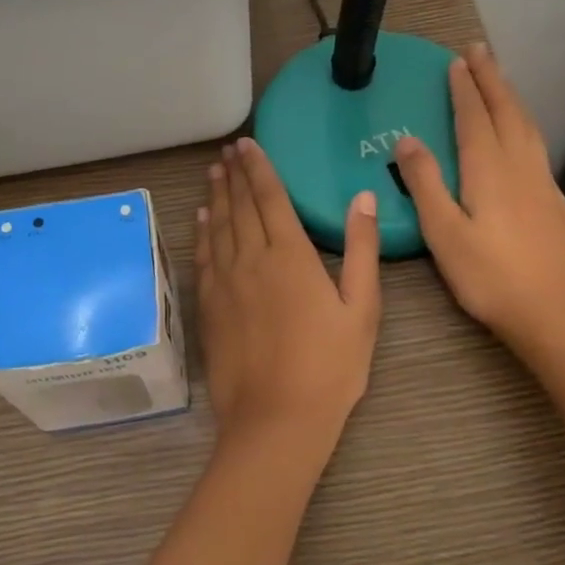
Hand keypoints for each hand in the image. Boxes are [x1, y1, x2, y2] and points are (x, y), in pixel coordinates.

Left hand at [196, 138, 381, 470]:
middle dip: (235, 174)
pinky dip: (202, 231)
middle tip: (228, 151)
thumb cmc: (329, 366)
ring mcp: (225, 282)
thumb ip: (361, 249)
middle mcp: (251, 258)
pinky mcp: (209, 305)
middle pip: (240, 205)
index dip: (259, 167)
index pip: (270, 197)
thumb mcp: (362, 308)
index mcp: (290, 255)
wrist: (276, 419)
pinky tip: (201, 218)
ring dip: (216, 196)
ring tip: (214, 172)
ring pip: (217, 226)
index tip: (247, 144)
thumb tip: (362, 197)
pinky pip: (203, 256)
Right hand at [393, 43, 564, 363]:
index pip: (474, 117)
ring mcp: (543, 182)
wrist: (555, 314)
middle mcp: (520, 166)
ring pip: (527, 126)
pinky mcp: (557, 201)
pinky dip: (524, 125)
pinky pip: (537, 146)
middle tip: (480, 50)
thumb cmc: (489, 277)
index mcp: (488, 170)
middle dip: (492, 78)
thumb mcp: (443, 233)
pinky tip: (522, 136)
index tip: (456, 60)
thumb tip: (408, 139)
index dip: (464, 88)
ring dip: (510, 97)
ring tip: (500, 80)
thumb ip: (425, 184)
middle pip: (506, 111)